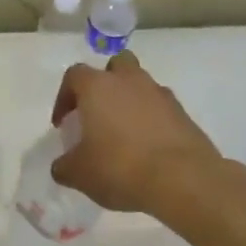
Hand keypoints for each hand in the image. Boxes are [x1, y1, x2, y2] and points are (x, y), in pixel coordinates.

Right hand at [50, 51, 222, 213]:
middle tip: (97, 113)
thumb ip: (64, 166)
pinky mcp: (183, 114)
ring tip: (123, 134)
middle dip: (105, 83)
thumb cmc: (120, 167)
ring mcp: (161, 94)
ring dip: (130, 102)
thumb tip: (62, 166)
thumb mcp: (79, 173)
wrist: (182, 179)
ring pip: (141, 86)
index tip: (63, 123)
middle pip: (116, 65)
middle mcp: (130, 81)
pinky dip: (152, 120)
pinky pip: (161, 108)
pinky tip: (147, 148)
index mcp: (98, 86)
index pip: (74, 76)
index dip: (64, 97)